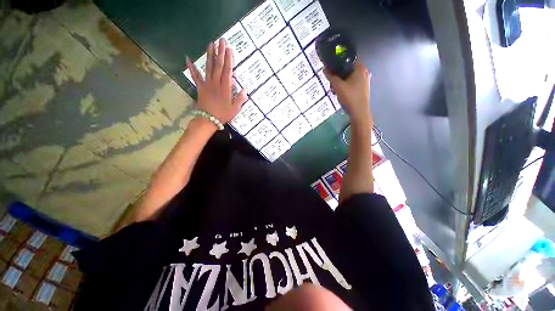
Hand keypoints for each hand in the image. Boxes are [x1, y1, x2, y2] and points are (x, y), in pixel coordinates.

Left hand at [186, 39, 247, 123]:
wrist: (208, 119)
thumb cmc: (223, 115)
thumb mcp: (235, 109)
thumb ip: (240, 99)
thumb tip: (246, 89)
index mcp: (225, 88)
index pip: (228, 71)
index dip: (229, 59)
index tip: (229, 49)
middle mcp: (216, 83)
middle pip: (218, 65)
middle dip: (220, 52)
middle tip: (221, 40)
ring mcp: (207, 84)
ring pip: (208, 67)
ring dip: (209, 55)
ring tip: (210, 44)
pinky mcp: (200, 87)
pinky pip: (195, 76)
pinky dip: (191, 67)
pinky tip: (187, 58)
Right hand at [324, 61, 371, 125]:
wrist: (359, 112)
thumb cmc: (350, 97)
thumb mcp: (338, 86)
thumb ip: (331, 77)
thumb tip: (324, 69)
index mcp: (360, 68)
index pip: (349, 57)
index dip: (339, 60)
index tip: (330, 65)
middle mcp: (363, 72)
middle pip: (348, 68)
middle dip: (338, 73)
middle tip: (330, 80)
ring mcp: (364, 80)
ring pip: (349, 76)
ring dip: (340, 80)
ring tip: (333, 88)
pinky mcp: (362, 88)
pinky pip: (351, 82)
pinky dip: (344, 85)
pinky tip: (339, 92)